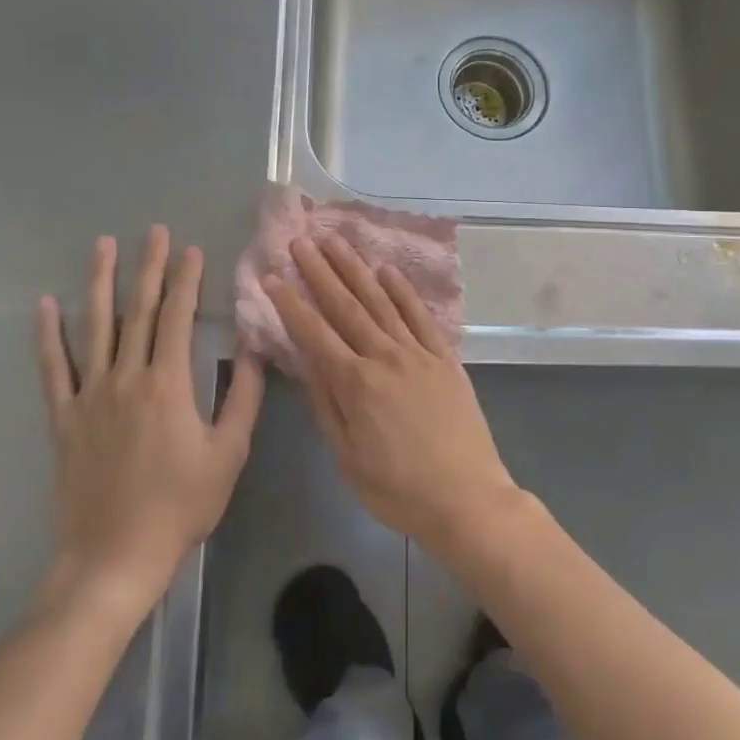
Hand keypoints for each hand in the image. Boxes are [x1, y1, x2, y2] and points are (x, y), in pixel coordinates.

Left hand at [34, 226, 263, 616]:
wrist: (114, 556)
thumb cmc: (180, 505)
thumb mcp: (228, 454)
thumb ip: (244, 398)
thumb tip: (254, 350)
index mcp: (169, 384)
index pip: (177, 317)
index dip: (185, 280)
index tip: (190, 249)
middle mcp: (126, 378)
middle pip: (138, 311)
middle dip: (148, 267)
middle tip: (153, 230)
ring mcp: (90, 395)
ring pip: (95, 327)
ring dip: (100, 283)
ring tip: (103, 246)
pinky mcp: (64, 417)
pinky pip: (53, 368)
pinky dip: (48, 335)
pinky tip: (45, 305)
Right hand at [264, 234, 521, 556]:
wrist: (467, 498)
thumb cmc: (399, 490)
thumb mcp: (348, 458)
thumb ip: (326, 406)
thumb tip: (306, 362)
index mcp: (356, 385)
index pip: (314, 334)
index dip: (290, 304)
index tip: (272, 277)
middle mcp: (385, 357)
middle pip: (346, 306)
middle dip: (319, 272)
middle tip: (300, 241)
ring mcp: (418, 353)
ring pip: (380, 302)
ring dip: (355, 269)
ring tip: (335, 241)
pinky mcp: (444, 357)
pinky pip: (420, 316)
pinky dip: (402, 291)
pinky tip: (387, 270)